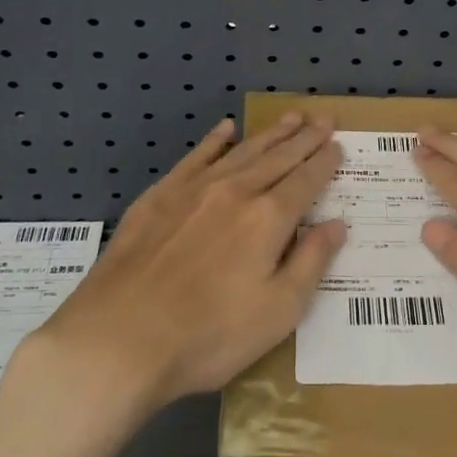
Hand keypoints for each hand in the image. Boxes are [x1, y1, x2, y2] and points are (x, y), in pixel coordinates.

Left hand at [23, 113, 344, 412]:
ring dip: (270, 133)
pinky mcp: (159, 196)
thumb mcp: (278, 312)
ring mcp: (194, 189)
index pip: (306, 180)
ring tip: (291, 117)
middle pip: (279, 157)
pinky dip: (214, 141)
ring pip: (242, 151)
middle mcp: (236, 191)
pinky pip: (195, 157)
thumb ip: (311, 263)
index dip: (325, 162)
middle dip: (305, 138)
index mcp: (268, 219)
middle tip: (324, 119)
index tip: (338, 145)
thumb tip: (337, 224)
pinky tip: (226, 130)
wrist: (117, 339)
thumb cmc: (207, 336)